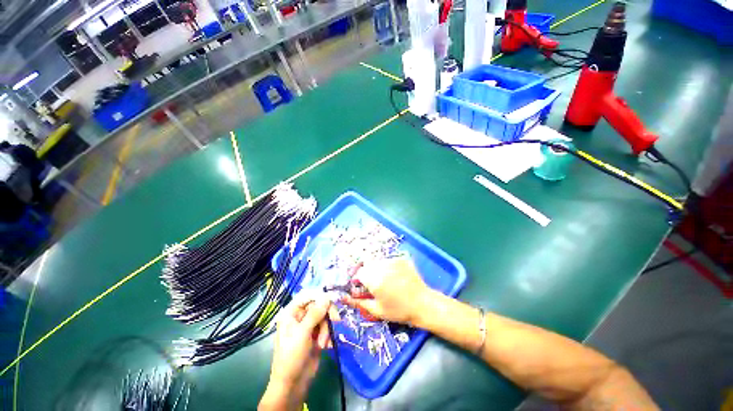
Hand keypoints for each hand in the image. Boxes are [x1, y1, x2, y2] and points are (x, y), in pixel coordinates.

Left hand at [260, 297, 337, 410]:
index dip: (320, 295)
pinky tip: (327, 346)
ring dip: (327, 329)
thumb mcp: (302, 334)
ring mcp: (309, 326)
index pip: (307, 296)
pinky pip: (327, 327)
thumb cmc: (292, 357)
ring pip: (325, 316)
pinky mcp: (316, 335)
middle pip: (319, 305)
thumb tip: (327, 296)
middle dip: (327, 314)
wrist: (293, 385)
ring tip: (322, 343)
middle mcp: (300, 316)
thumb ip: (315, 314)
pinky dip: (329, 335)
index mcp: (292, 313)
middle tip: (336, 320)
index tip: (332, 300)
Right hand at [343, 257, 431, 326]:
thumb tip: (344, 298)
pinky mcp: (401, 259)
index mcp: (375, 280)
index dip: (358, 280)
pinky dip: (387, 267)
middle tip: (373, 285)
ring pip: (377, 262)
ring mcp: (393, 261)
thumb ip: (359, 302)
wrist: (423, 304)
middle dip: (367, 274)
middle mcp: (382, 267)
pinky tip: (394, 277)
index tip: (361, 287)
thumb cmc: (399, 311)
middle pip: (367, 265)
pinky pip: (388, 261)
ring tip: (385, 281)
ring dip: (376, 269)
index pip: (359, 273)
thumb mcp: (377, 310)